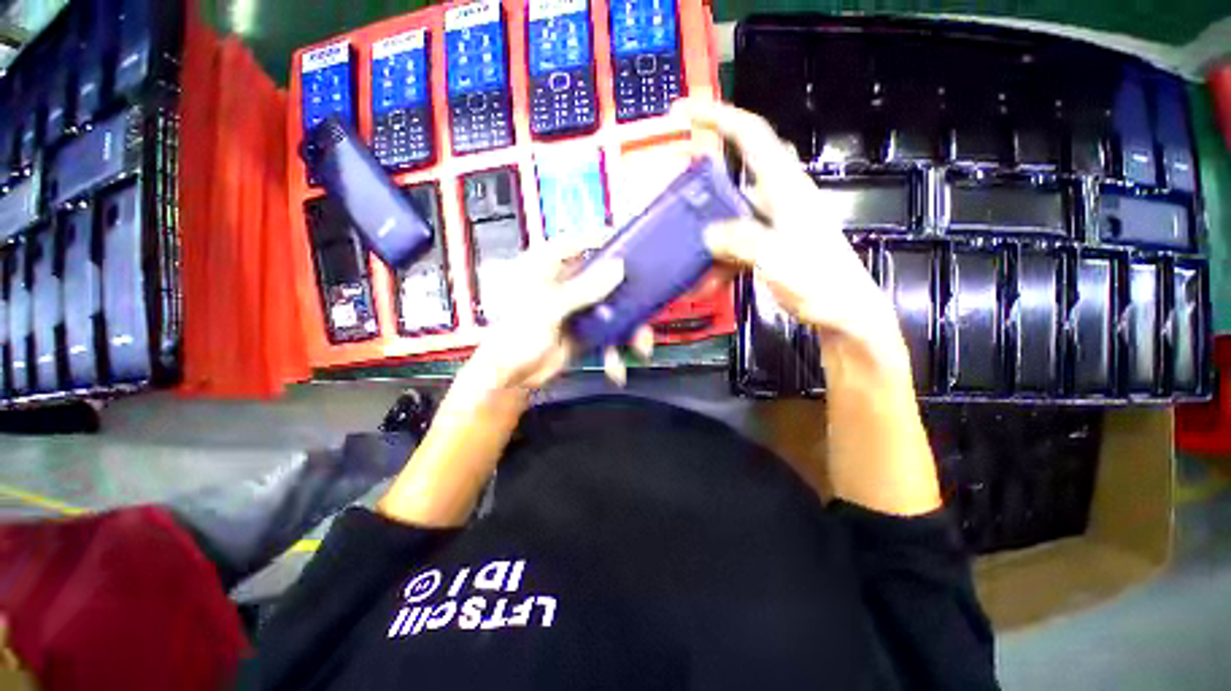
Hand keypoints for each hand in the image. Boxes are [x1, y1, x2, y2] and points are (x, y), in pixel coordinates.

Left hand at [465, 233, 655, 392]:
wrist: (509, 377)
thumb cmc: (512, 336)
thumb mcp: (548, 308)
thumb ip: (583, 289)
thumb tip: (616, 269)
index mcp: (547, 268)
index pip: (579, 242)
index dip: (603, 238)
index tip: (629, 240)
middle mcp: (565, 285)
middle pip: (604, 278)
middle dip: (627, 294)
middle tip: (646, 303)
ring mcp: (576, 309)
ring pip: (611, 308)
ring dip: (627, 328)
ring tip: (639, 345)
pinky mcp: (583, 331)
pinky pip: (607, 334)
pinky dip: (614, 349)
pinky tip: (616, 365)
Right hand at [679, 100, 902, 350]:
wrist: (845, 315)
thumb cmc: (821, 283)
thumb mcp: (779, 260)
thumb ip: (743, 242)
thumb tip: (708, 233)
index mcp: (786, 190)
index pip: (752, 138)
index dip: (720, 119)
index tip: (686, 113)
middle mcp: (779, 200)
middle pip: (736, 176)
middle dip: (705, 180)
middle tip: (676, 191)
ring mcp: (773, 225)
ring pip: (731, 218)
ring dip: (708, 238)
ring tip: (686, 260)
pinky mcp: (769, 247)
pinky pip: (735, 247)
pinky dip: (718, 263)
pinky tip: (705, 284)